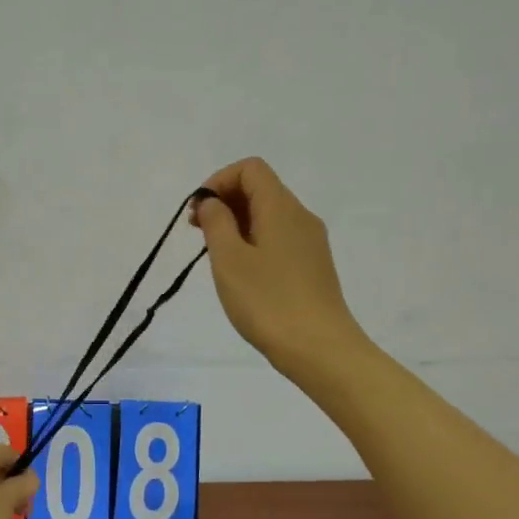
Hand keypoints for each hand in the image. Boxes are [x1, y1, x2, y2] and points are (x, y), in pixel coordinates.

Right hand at [191, 157, 366, 376]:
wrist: (319, 348)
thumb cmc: (268, 301)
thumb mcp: (229, 260)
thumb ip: (216, 223)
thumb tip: (213, 203)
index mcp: (281, 208)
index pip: (250, 169)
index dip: (218, 181)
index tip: (198, 212)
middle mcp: (301, 217)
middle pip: (260, 189)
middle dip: (225, 202)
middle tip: (198, 234)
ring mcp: (310, 243)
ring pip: (269, 216)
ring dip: (237, 225)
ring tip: (216, 257)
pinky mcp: (313, 266)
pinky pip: (279, 238)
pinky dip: (254, 242)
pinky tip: (242, 274)